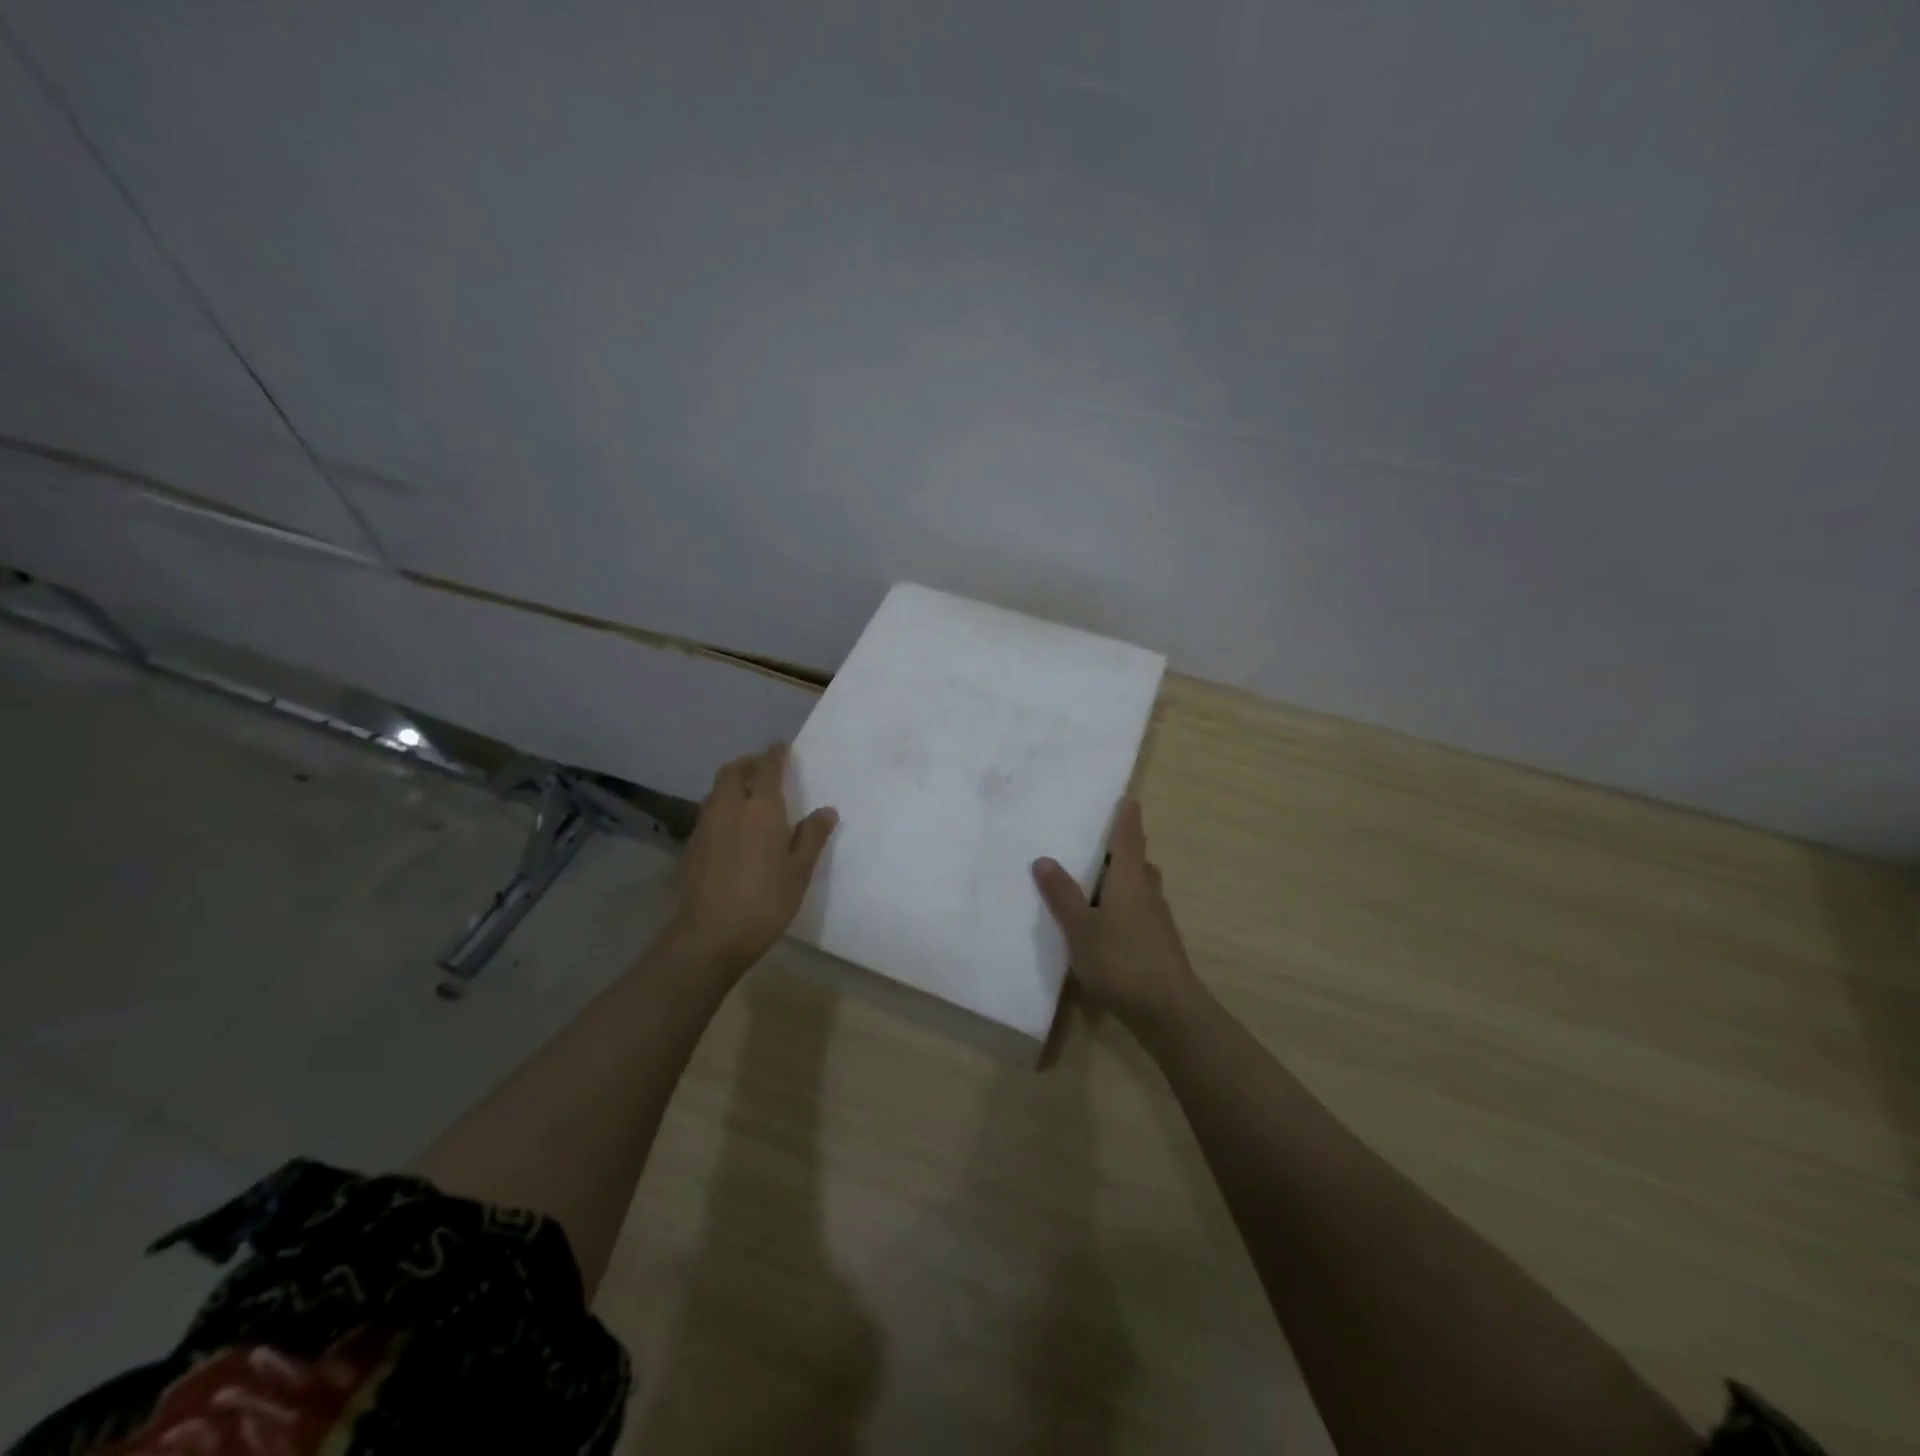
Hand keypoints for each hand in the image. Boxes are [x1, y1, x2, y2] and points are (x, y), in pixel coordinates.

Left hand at [664, 743, 837, 980]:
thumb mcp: (799, 872)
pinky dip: (721, 806)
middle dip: (749, 763)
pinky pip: (708, 812)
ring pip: (716, 791)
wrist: (709, 937)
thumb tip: (826, 811)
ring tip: (748, 795)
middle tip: (764, 768)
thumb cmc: (764, 902)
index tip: (782, 746)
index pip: (768, 768)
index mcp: (761, 810)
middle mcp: (729, 809)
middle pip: (733, 771)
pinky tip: (731, 827)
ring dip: (732, 783)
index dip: (776, 754)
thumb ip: (812, 837)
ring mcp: (705, 827)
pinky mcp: (691, 846)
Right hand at [1033, 799, 1198, 1034]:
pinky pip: (1140, 913)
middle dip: (1121, 852)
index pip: (1130, 837)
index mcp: (1130, 879)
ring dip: (1122, 882)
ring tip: (1093, 887)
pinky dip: (1124, 909)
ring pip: (1141, 889)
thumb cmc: (1120, 959)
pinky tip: (1105, 927)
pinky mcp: (1160, 944)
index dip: (1126, 817)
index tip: (1126, 799)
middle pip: (1138, 862)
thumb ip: (1062, 894)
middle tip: (1096, 847)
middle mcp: (1148, 892)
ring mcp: (1158, 920)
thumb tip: (1044, 859)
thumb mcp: (1079, 927)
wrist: (1167, 1010)